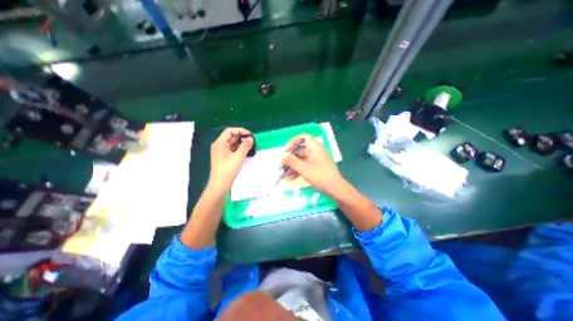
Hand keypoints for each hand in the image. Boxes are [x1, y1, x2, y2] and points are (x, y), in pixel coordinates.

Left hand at [210, 128, 253, 192]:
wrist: (220, 184)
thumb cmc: (228, 170)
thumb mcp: (238, 157)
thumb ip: (245, 146)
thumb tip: (251, 138)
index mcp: (220, 143)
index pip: (230, 131)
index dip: (240, 131)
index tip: (250, 135)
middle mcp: (219, 146)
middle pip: (231, 136)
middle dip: (241, 137)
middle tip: (252, 140)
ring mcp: (222, 152)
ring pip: (232, 143)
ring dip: (241, 143)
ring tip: (251, 145)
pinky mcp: (225, 157)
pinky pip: (232, 149)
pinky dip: (239, 148)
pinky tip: (246, 151)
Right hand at [282, 134, 343, 194]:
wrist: (335, 188)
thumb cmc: (320, 176)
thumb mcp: (303, 168)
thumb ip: (292, 161)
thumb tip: (283, 155)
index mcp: (314, 146)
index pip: (301, 138)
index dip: (292, 143)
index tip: (285, 152)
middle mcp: (314, 150)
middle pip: (299, 150)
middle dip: (289, 159)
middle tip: (281, 166)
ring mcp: (315, 159)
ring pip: (300, 159)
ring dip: (292, 166)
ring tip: (284, 174)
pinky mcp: (315, 166)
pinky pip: (304, 165)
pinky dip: (297, 169)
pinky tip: (290, 177)